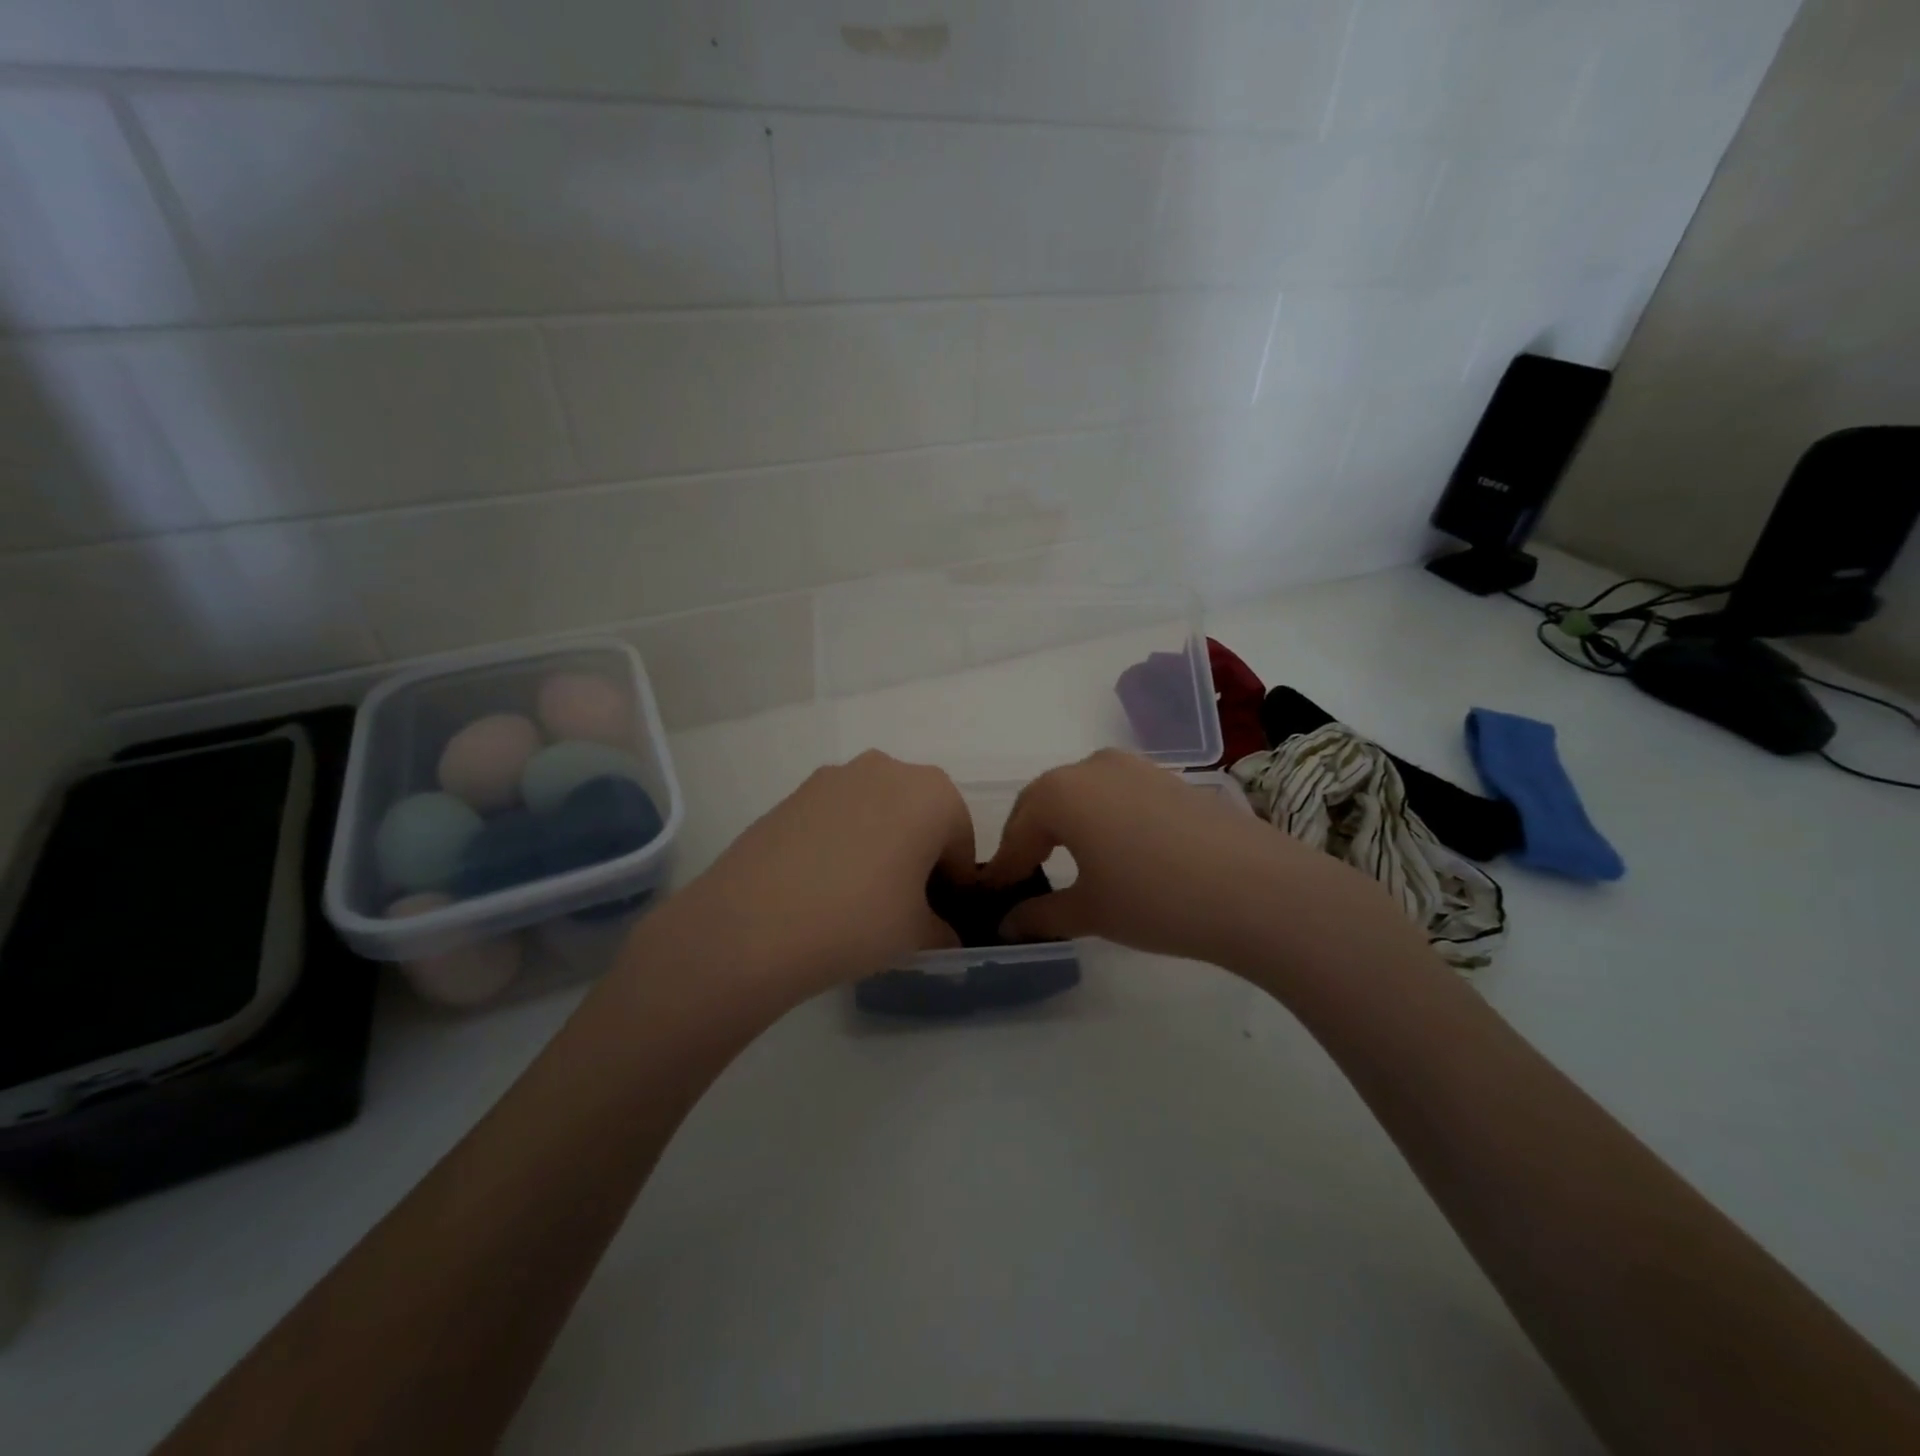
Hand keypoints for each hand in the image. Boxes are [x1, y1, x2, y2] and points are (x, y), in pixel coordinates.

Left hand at [666, 751, 973, 1003]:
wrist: (753, 923)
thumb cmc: (858, 919)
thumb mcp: (918, 935)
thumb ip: (943, 930)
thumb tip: (943, 934)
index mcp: (933, 794)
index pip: (961, 841)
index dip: (956, 883)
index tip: (942, 915)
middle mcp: (888, 769)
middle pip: (920, 815)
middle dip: (920, 854)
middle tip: (905, 903)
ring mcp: (835, 776)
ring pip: (878, 810)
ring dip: (881, 843)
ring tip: (859, 893)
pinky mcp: (795, 792)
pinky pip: (838, 815)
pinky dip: (843, 840)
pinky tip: (823, 883)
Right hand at [983, 748, 1413, 972]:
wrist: (1257, 889)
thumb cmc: (1155, 899)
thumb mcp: (1090, 912)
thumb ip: (1040, 915)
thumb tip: (1006, 926)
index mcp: (1060, 792)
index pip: (1018, 831)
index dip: (1005, 867)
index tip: (996, 897)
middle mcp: (1091, 766)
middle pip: (1045, 802)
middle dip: (1031, 840)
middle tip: (1028, 879)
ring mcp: (1135, 766)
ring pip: (1082, 794)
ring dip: (1066, 825)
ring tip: (1071, 864)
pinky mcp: (1169, 778)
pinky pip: (1116, 794)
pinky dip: (1102, 818)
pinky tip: (1117, 852)